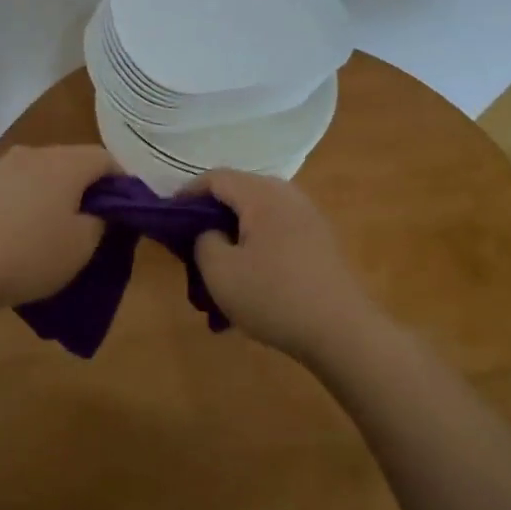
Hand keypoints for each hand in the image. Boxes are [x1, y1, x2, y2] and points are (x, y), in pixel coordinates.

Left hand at [0, 144, 118, 310]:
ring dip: (54, 192)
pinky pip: (16, 185)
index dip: (122, 182)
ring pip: (42, 172)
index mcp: (66, 163)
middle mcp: (34, 153)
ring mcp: (1, 165)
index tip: (125, 210)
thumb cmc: (27, 255)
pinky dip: (26, 200)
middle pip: (73, 161)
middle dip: (87, 186)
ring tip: (54, 226)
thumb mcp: (81, 247)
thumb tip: (99, 209)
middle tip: (93, 221)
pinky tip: (19, 229)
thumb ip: (100, 221)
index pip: (106, 159)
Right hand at [190, 169, 385, 361]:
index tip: (168, 218)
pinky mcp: (319, 239)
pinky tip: (251, 277)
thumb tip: (209, 232)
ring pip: (257, 213)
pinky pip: (276, 230)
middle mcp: (287, 194)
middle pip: (238, 192)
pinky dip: (256, 244)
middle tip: (191, 243)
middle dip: (211, 214)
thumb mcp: (220, 272)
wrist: (342, 331)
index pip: (215, 178)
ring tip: (220, 265)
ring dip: (234, 232)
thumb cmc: (274, 296)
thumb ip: (203, 241)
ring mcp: (307, 215)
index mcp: (261, 194)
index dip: (187, 194)